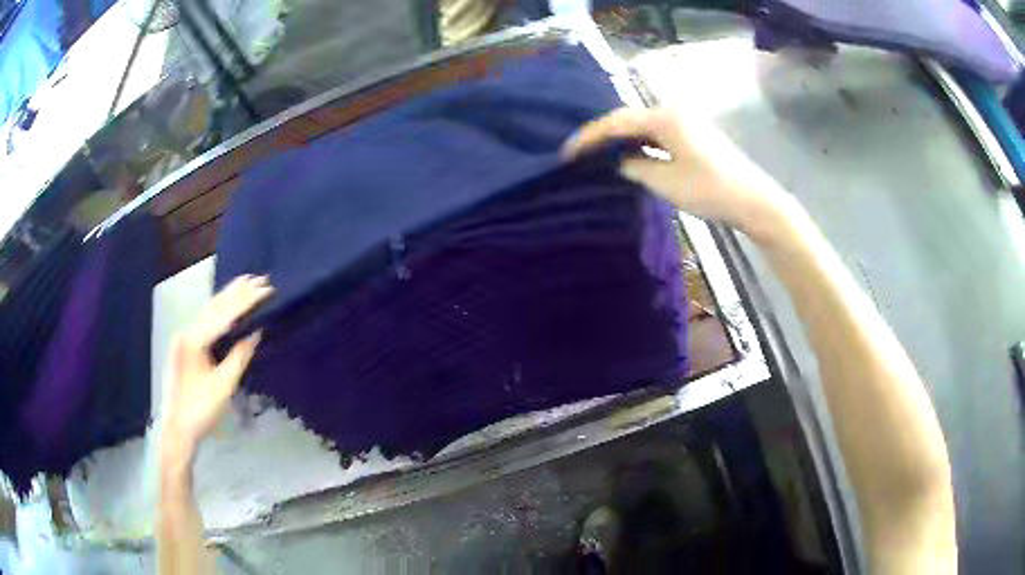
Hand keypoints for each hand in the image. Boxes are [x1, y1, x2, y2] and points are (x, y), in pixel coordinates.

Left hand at [161, 275, 273, 462]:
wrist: (178, 429)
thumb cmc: (201, 410)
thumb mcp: (224, 386)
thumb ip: (239, 357)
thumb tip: (256, 333)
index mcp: (194, 340)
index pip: (224, 315)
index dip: (246, 301)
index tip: (266, 289)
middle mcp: (187, 332)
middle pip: (214, 306)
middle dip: (237, 291)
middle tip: (260, 278)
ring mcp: (184, 338)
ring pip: (208, 311)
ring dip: (228, 297)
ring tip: (246, 283)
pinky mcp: (185, 347)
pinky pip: (205, 322)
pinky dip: (219, 311)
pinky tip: (228, 305)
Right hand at [562, 108, 795, 243]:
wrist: (753, 201)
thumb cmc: (710, 190)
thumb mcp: (665, 182)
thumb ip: (634, 167)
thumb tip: (618, 161)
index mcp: (665, 117)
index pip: (617, 122)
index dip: (589, 137)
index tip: (566, 153)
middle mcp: (673, 112)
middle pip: (628, 119)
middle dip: (602, 135)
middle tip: (578, 153)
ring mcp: (685, 122)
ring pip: (642, 126)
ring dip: (620, 139)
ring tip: (596, 154)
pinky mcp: (693, 135)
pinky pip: (657, 134)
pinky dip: (639, 143)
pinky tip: (628, 155)